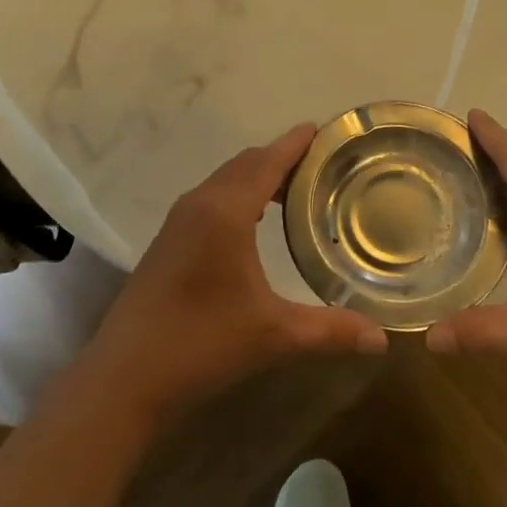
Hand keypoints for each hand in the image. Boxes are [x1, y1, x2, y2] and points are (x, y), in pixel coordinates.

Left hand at [82, 123, 388, 422]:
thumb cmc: (201, 345)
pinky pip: (210, 198)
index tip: (322, 129)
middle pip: (245, 164)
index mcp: (225, 211)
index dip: (295, 143)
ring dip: (258, 176)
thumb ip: (330, 331)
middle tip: (321, 165)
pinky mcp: (168, 240)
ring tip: (295, 191)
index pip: (267, 161)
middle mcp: (199, 204)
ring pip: (225, 180)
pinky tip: (254, 223)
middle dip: (281, 157)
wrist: (124, 378)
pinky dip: (238, 194)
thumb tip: (382, 340)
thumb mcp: (273, 336)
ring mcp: (178, 221)